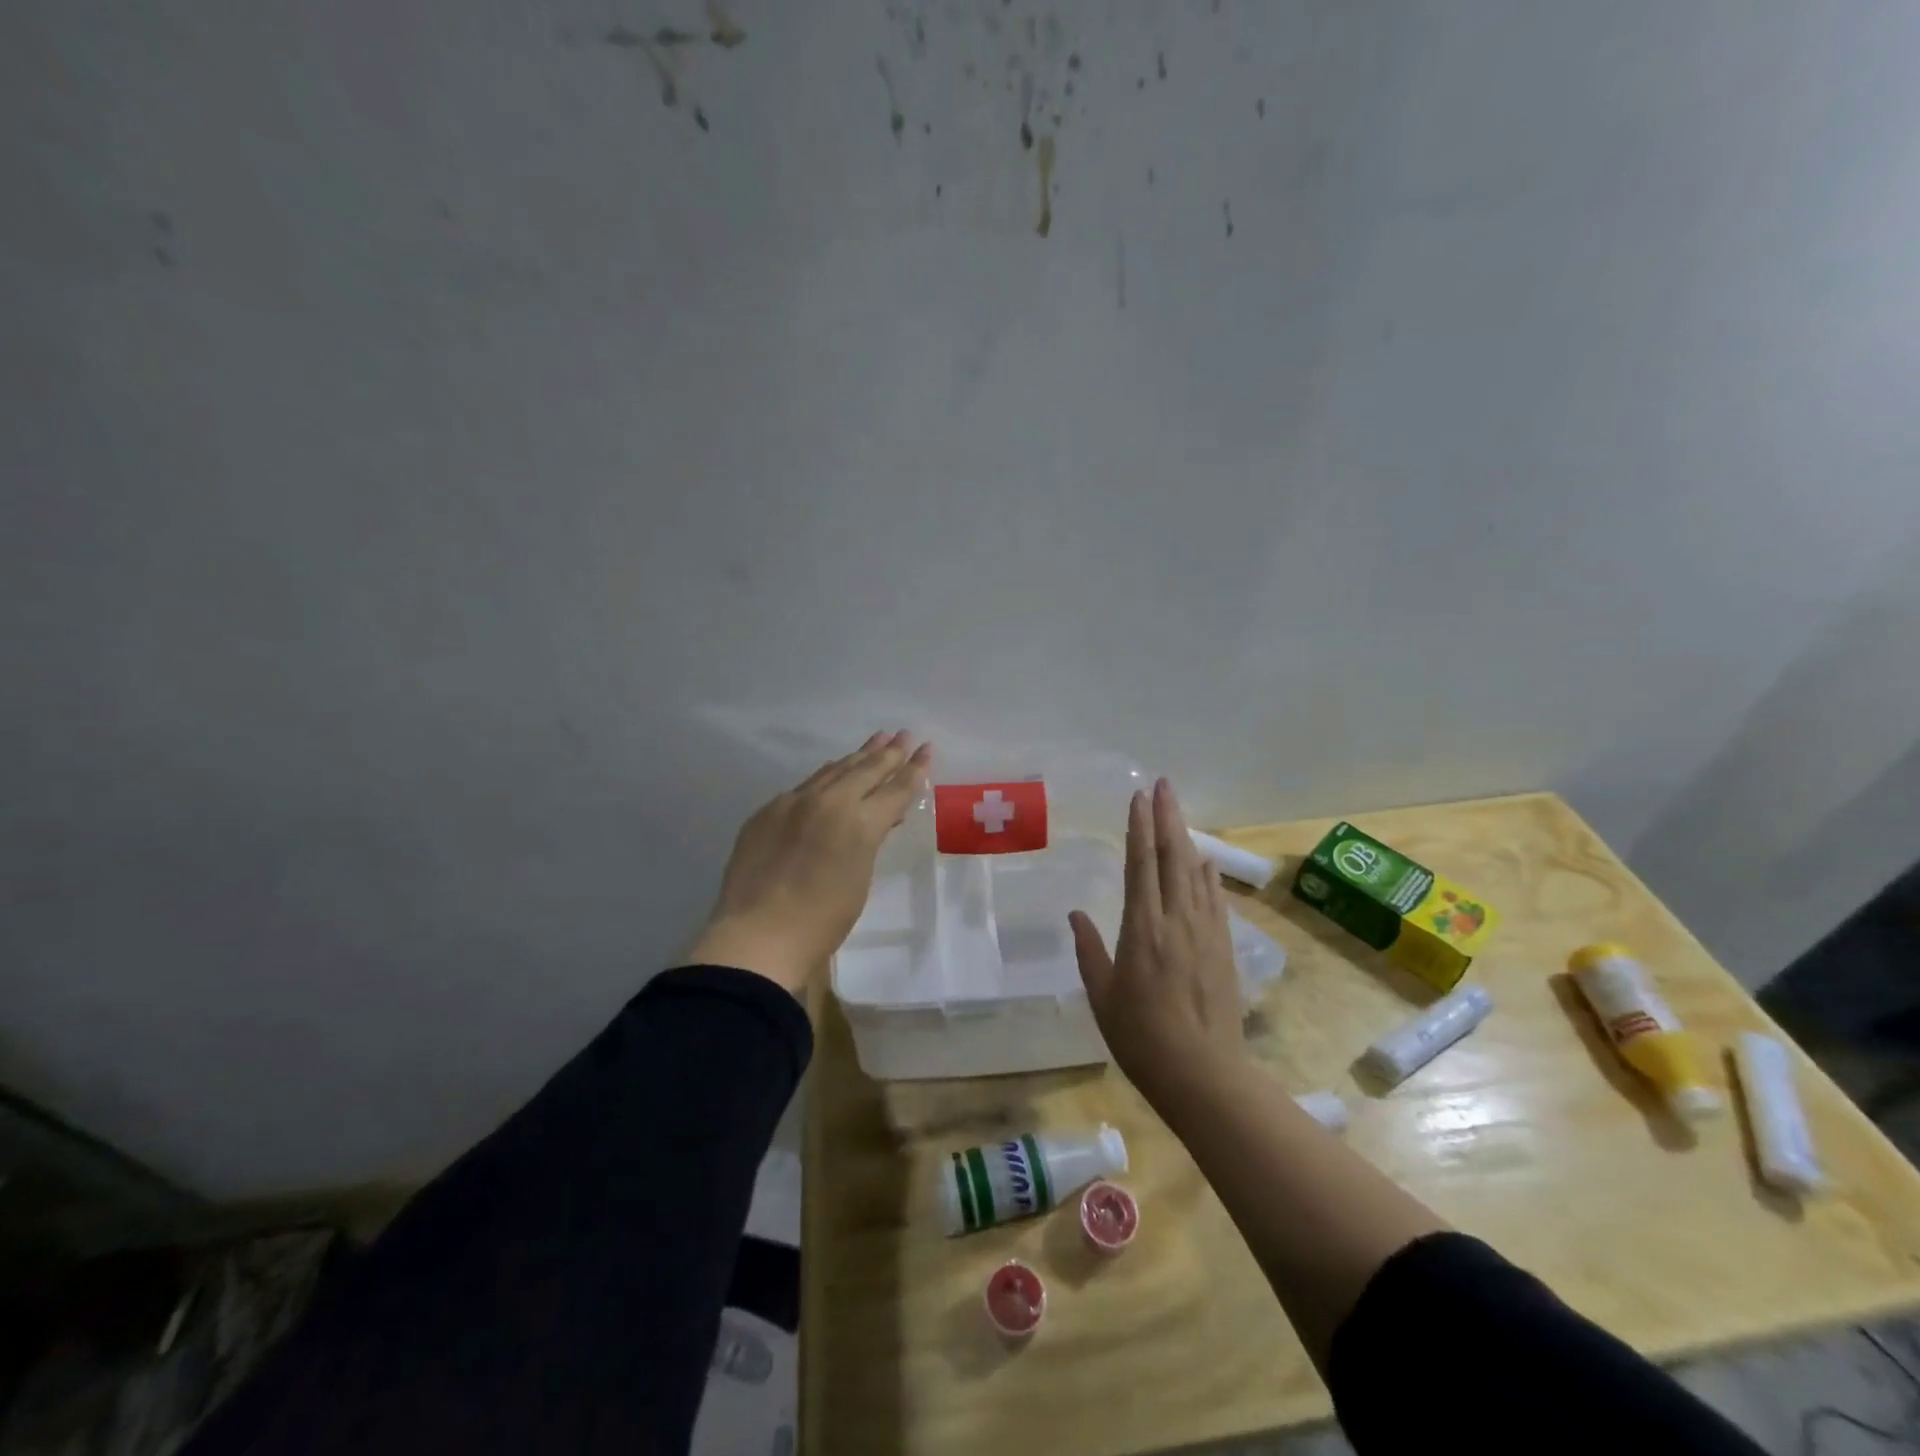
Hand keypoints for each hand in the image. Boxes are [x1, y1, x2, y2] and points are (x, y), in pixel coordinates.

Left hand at [688, 732, 931, 992]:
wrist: (758, 935)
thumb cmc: (822, 922)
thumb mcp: (860, 879)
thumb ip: (868, 841)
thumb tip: (874, 821)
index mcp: (860, 824)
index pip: (896, 789)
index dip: (915, 769)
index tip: (926, 748)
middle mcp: (829, 803)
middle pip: (866, 770)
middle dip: (888, 752)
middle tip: (903, 735)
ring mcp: (794, 803)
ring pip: (833, 771)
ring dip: (857, 757)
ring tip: (875, 741)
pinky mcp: (767, 811)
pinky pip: (804, 786)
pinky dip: (825, 776)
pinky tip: (831, 771)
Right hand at [1069, 779, 1244, 1102]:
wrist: (1203, 1075)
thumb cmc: (1141, 1038)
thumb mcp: (1102, 995)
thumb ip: (1089, 950)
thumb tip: (1076, 913)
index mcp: (1142, 928)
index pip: (1141, 864)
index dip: (1140, 826)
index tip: (1139, 796)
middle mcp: (1175, 920)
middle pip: (1172, 857)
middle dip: (1167, 817)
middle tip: (1164, 784)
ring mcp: (1204, 932)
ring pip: (1194, 873)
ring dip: (1186, 838)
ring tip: (1179, 811)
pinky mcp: (1223, 948)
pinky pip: (1215, 900)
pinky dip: (1208, 876)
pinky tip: (1206, 862)